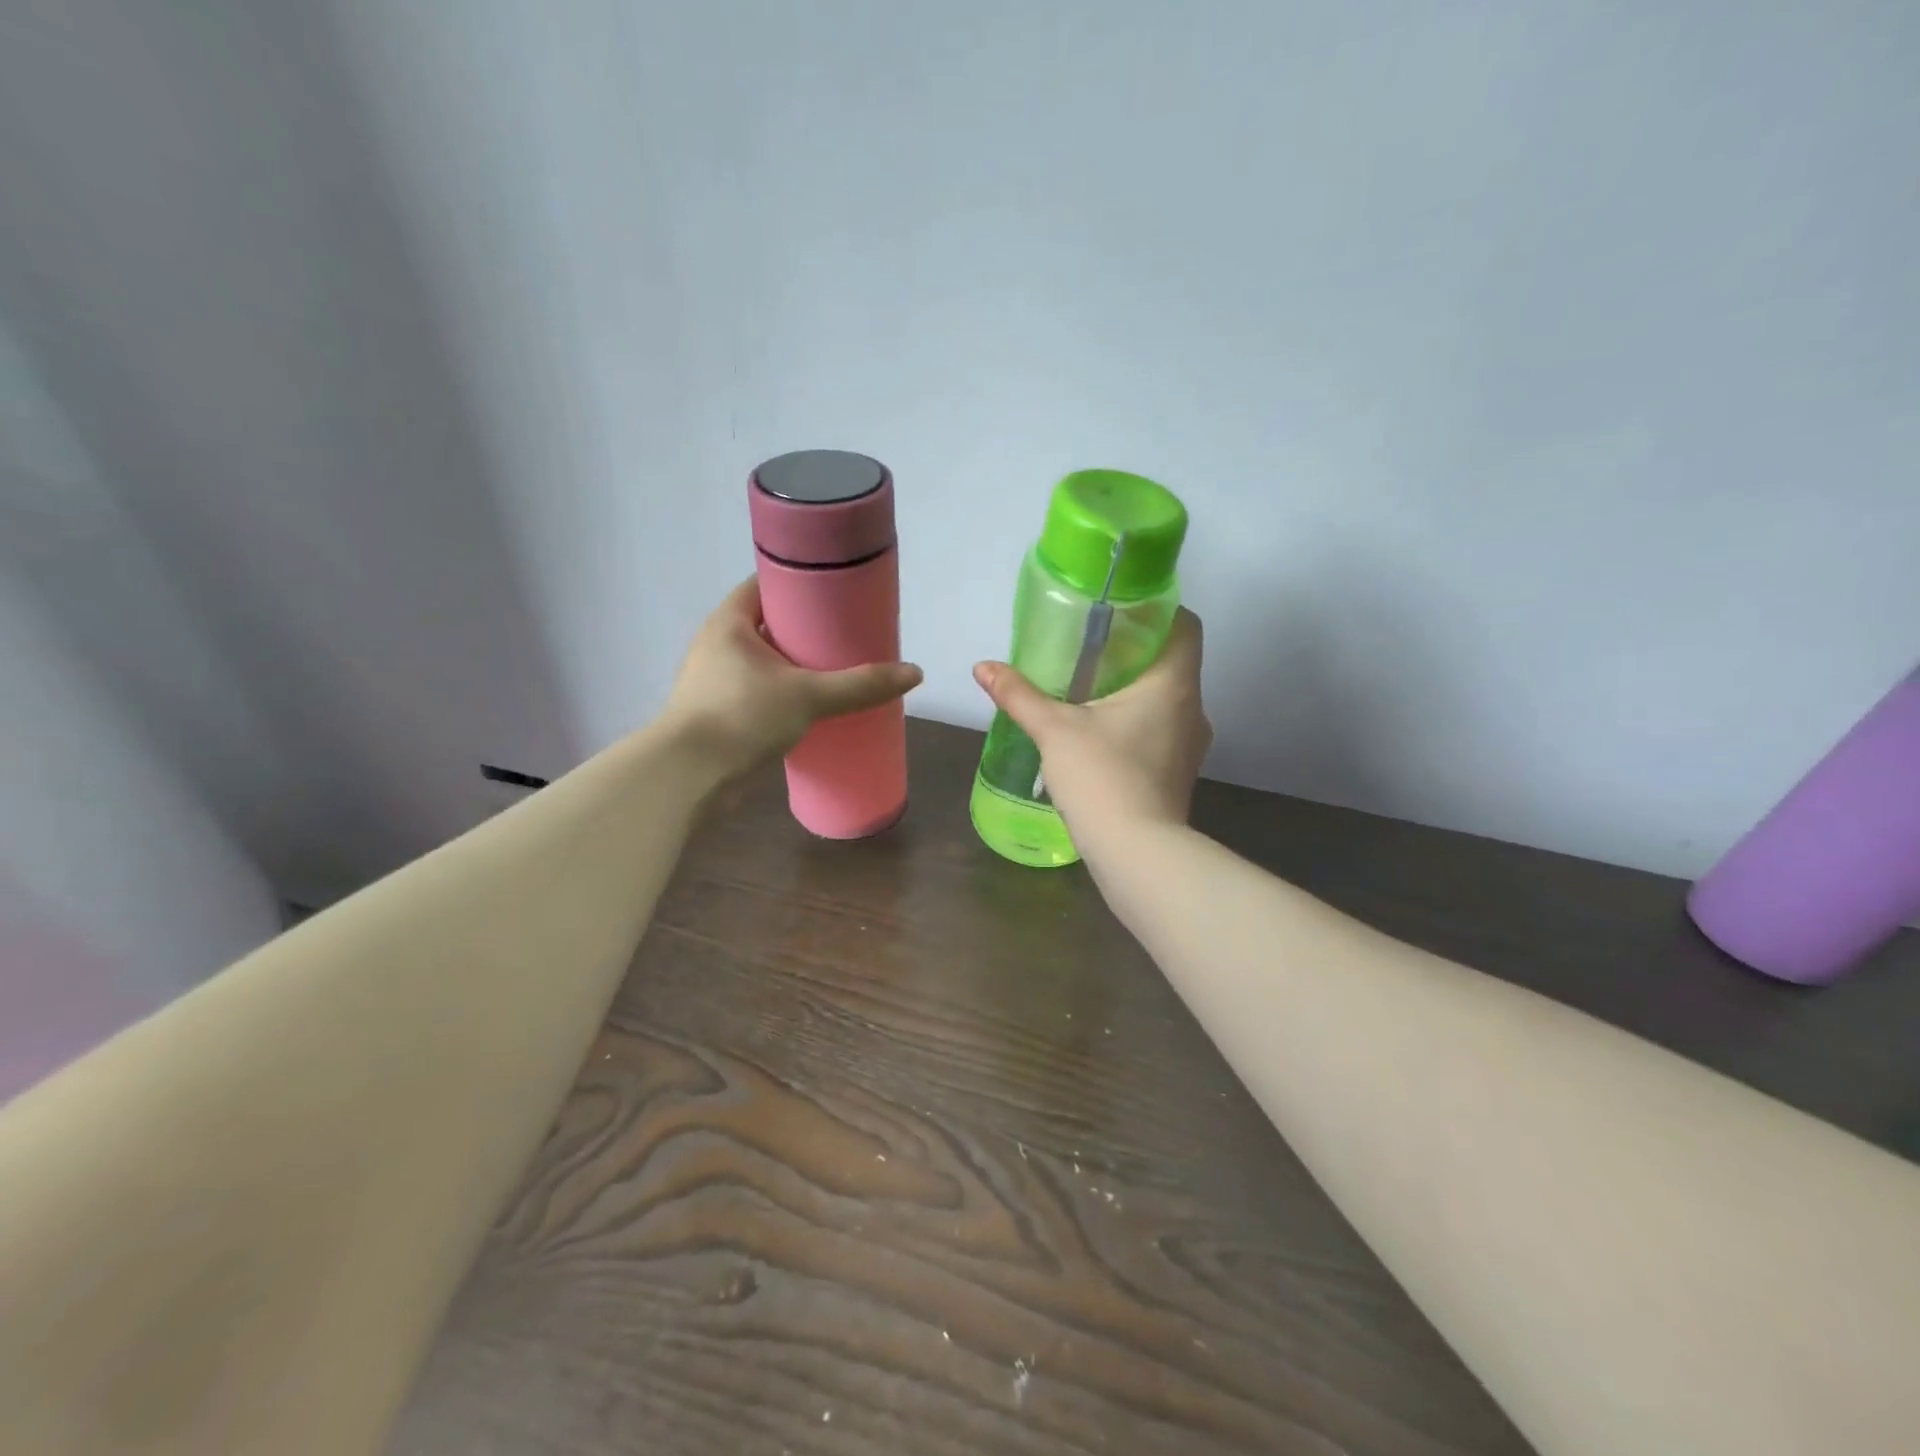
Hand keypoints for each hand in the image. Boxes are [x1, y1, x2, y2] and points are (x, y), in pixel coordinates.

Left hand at [664, 578, 922, 779]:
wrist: (689, 777)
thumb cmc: (742, 716)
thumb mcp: (808, 695)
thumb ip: (859, 685)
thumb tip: (914, 673)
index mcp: (729, 623)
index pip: (765, 585)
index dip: (800, 583)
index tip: (836, 591)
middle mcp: (717, 645)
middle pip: (768, 623)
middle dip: (805, 628)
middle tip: (847, 632)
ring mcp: (715, 681)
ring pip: (764, 661)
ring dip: (795, 664)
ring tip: (837, 668)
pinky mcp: (721, 714)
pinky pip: (760, 691)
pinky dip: (785, 693)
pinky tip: (813, 706)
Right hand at [972, 608, 1210, 852]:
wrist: (1137, 854)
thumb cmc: (1102, 777)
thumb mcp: (1054, 730)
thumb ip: (1019, 695)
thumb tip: (983, 667)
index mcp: (1172, 683)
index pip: (1184, 624)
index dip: (1156, 610)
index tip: (1118, 612)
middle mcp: (1192, 708)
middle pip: (1171, 661)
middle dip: (1132, 651)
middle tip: (1089, 647)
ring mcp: (1191, 744)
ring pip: (1166, 699)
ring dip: (1134, 690)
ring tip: (1089, 689)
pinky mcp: (1178, 772)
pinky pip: (1161, 730)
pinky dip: (1136, 722)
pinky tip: (1100, 733)